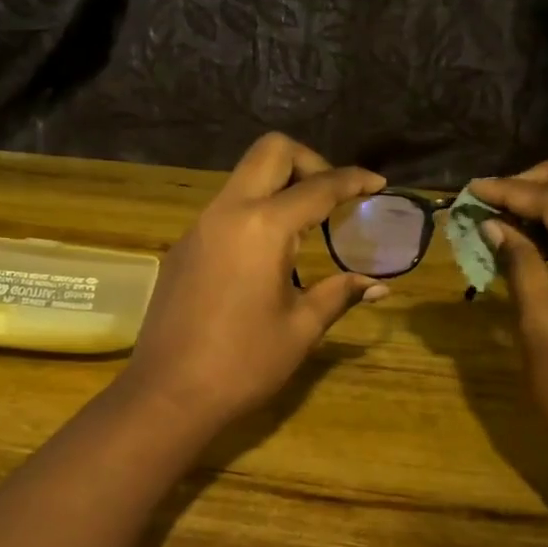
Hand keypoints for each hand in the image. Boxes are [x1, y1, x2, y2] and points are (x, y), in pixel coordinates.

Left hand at [121, 133, 388, 428]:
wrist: (168, 394)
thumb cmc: (243, 364)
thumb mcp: (301, 329)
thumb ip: (339, 294)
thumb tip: (378, 285)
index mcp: (263, 227)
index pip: (318, 187)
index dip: (353, 180)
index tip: (378, 184)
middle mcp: (227, 211)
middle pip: (270, 152)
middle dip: (309, 162)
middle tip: (332, 198)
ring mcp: (198, 227)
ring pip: (244, 178)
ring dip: (278, 186)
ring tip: (306, 228)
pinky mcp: (183, 247)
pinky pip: (225, 209)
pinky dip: (254, 212)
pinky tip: (266, 256)